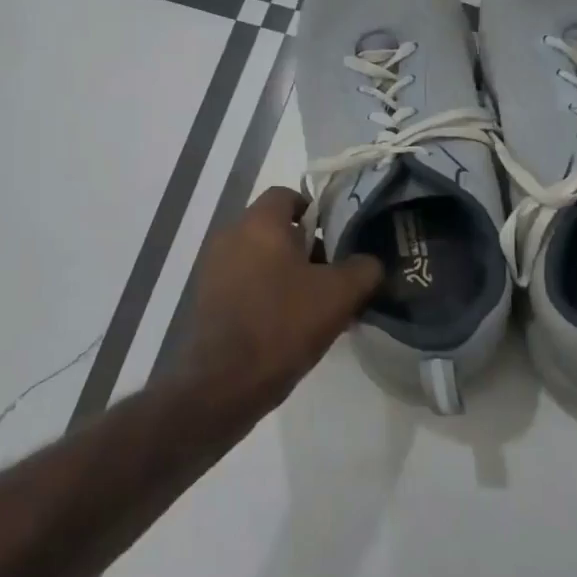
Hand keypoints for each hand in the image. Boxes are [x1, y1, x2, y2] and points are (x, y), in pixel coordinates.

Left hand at [179, 187, 383, 402]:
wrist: (225, 380)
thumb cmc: (283, 323)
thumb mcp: (339, 295)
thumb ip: (363, 269)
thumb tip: (369, 262)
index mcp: (259, 223)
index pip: (287, 195)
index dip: (315, 210)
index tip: (336, 237)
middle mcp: (230, 235)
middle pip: (274, 228)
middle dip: (305, 246)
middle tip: (332, 274)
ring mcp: (214, 268)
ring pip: (259, 257)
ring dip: (286, 272)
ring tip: (314, 303)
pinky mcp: (206, 298)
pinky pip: (244, 282)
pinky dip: (265, 292)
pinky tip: (287, 323)